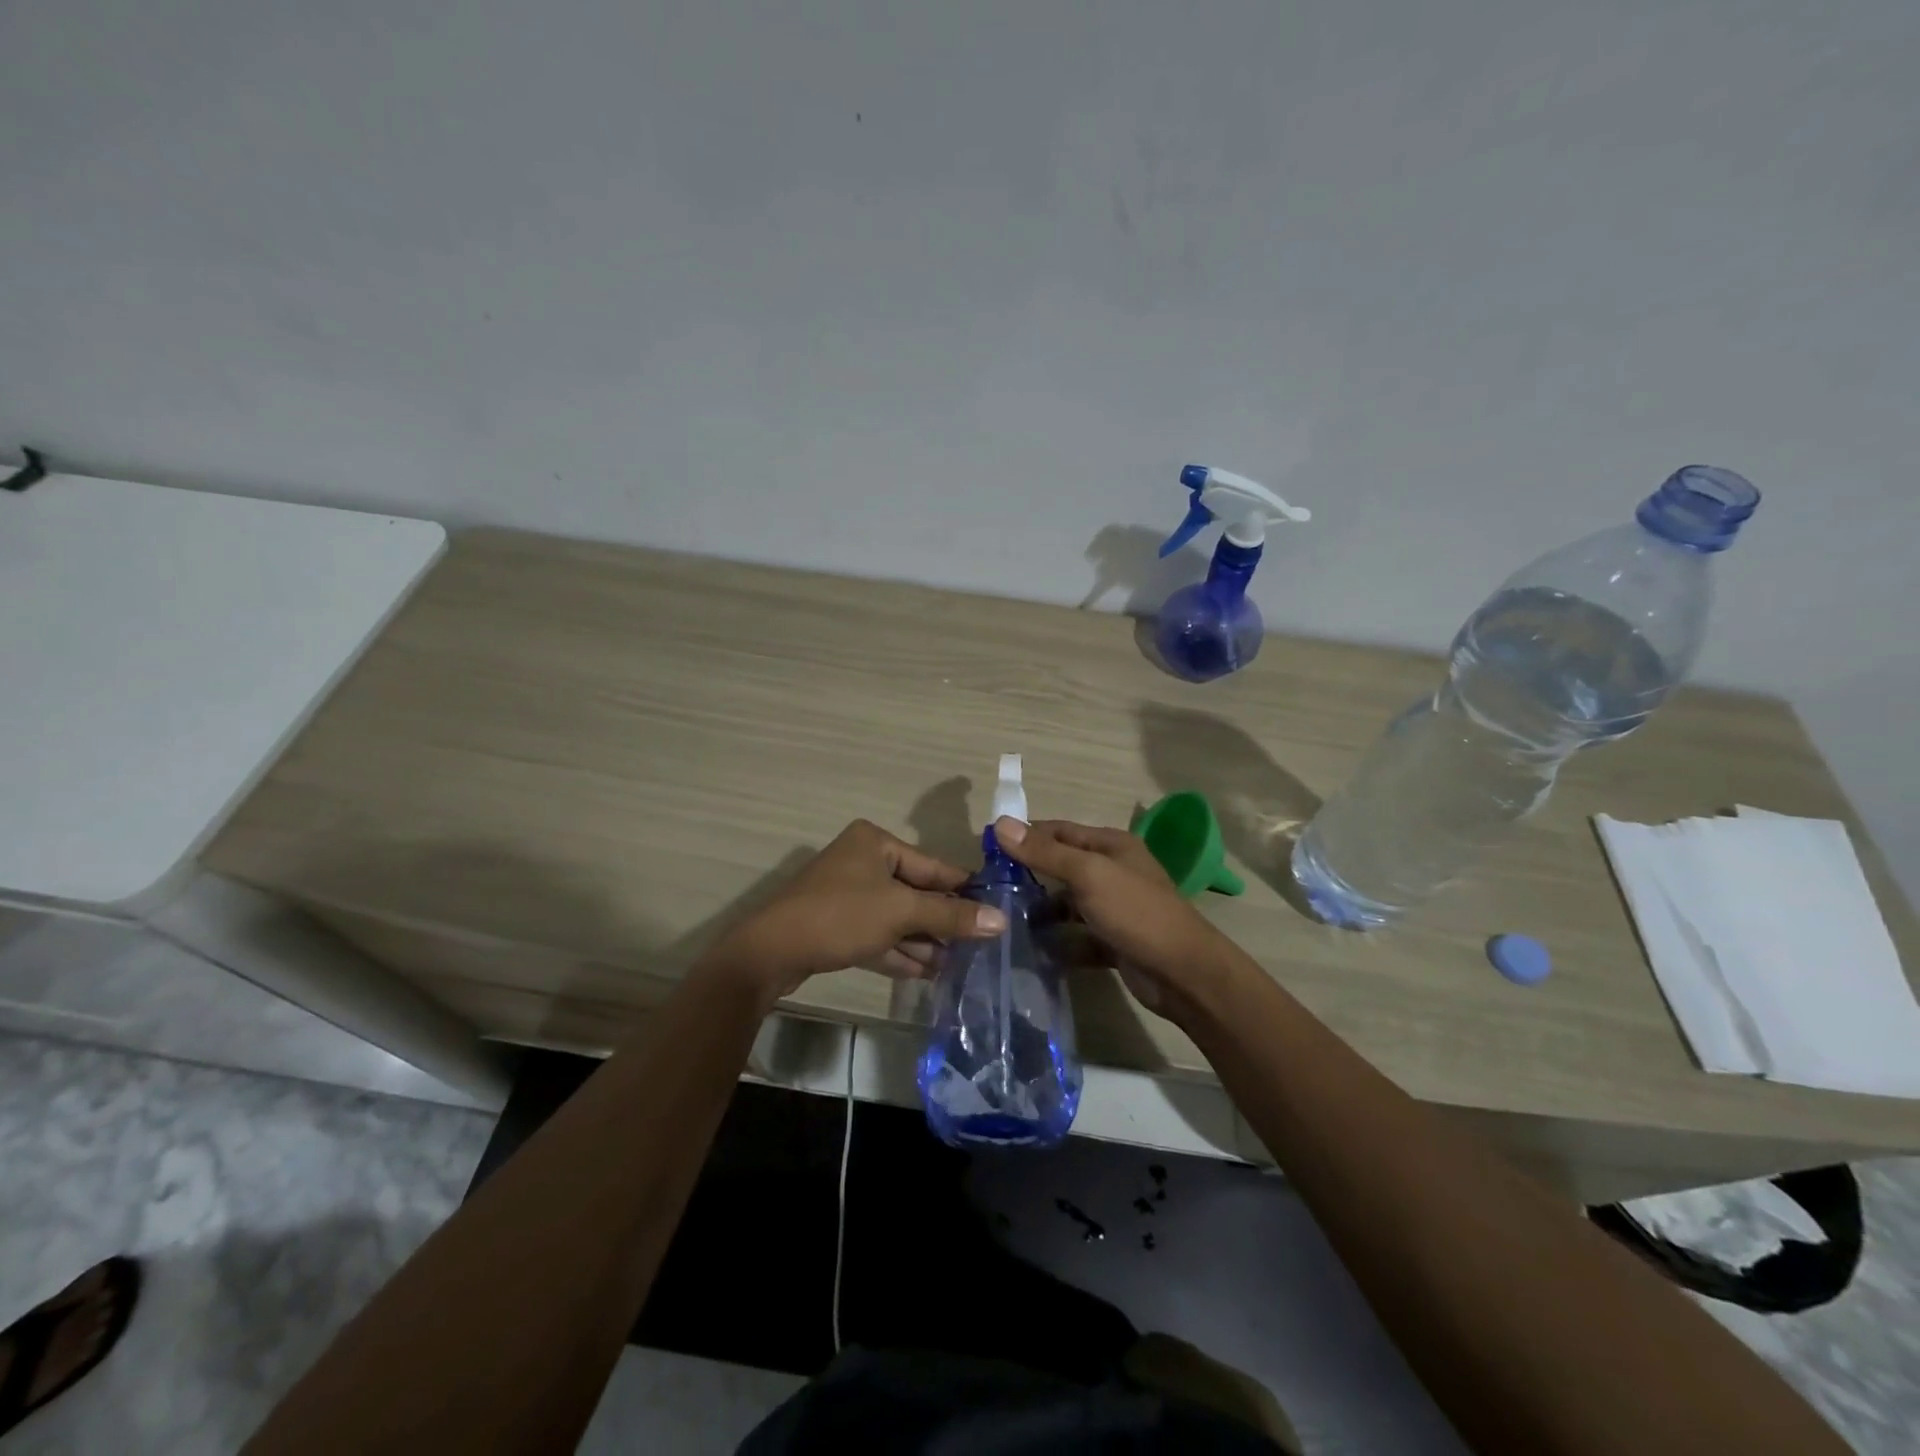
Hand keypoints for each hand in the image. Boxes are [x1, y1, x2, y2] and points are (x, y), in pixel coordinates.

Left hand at [698, 820, 1004, 1007]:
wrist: (770, 952)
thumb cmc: (841, 916)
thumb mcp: (901, 912)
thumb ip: (950, 915)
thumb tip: (1001, 920)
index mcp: (876, 842)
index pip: (933, 866)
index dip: (965, 890)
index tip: (997, 911)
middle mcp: (862, 861)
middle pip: (916, 892)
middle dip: (944, 921)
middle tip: (982, 946)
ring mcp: (847, 894)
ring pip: (897, 917)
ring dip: (925, 941)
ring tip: (961, 964)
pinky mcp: (836, 925)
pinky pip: (878, 934)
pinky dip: (900, 951)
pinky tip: (930, 972)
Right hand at [993, 817, 1234, 1019]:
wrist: (1183, 973)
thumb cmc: (1135, 912)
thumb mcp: (1088, 875)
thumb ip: (1045, 852)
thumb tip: (1000, 823)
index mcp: (1111, 845)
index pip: (1059, 831)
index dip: (1024, 836)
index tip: (987, 850)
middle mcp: (1113, 871)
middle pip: (1062, 866)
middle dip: (1028, 875)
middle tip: (989, 889)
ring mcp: (1114, 908)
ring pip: (1068, 903)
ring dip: (1041, 911)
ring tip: (1003, 920)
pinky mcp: (1113, 940)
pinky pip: (1077, 936)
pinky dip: (1057, 941)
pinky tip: (1030, 949)